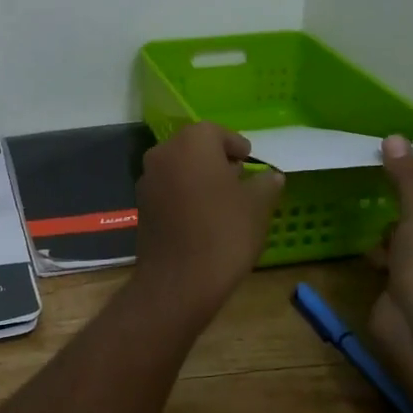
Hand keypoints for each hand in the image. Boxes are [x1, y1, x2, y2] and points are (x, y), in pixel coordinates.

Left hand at [130, 123, 284, 319]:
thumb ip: (266, 184)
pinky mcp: (141, 204)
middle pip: (194, 147)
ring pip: (179, 167)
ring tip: (223, 199)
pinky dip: (184, 193)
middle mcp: (164, 152)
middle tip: (239, 178)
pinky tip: (202, 215)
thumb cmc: (224, 233)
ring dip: (199, 176)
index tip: (250, 160)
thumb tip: (271, 176)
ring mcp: (147, 178)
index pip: (217, 132)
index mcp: (192, 142)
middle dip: (216, 159)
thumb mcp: (257, 206)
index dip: (236, 145)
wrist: (179, 280)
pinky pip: (168, 188)